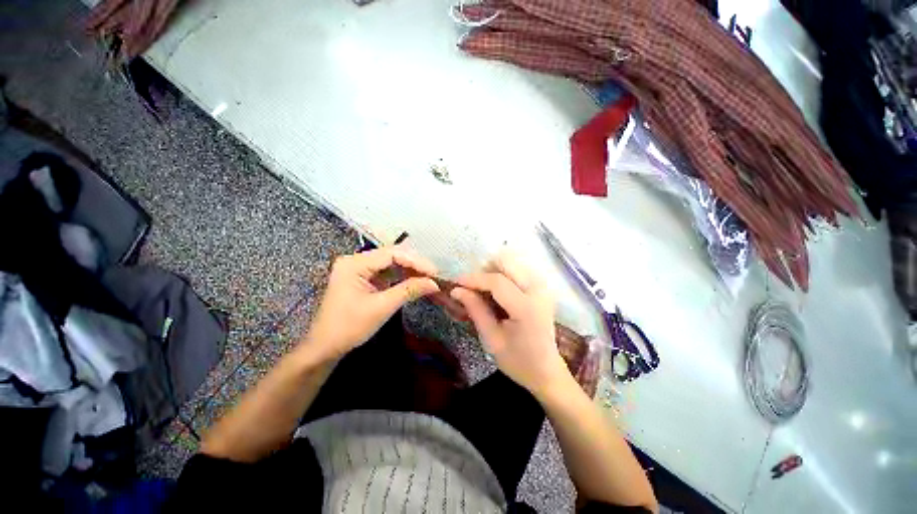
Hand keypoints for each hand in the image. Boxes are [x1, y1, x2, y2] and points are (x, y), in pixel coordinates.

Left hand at [304, 245, 439, 359]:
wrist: (325, 347)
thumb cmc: (349, 327)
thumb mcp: (382, 308)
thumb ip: (409, 290)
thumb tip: (434, 283)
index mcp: (355, 263)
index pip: (391, 254)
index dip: (415, 261)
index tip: (434, 271)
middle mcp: (356, 260)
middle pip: (392, 255)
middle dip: (415, 264)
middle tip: (434, 274)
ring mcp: (359, 268)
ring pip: (391, 263)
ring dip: (410, 269)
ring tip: (429, 277)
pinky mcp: (364, 278)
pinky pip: (387, 272)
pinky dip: (402, 276)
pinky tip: (416, 279)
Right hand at [451, 252, 568, 394]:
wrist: (547, 371)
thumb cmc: (518, 361)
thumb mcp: (492, 340)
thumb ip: (475, 310)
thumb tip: (456, 290)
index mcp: (527, 308)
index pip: (497, 281)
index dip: (474, 279)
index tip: (456, 282)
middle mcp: (538, 291)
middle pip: (508, 263)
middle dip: (486, 270)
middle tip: (473, 287)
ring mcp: (543, 288)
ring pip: (513, 263)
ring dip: (495, 271)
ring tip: (485, 291)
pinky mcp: (542, 288)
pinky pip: (518, 270)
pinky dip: (504, 275)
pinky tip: (498, 293)